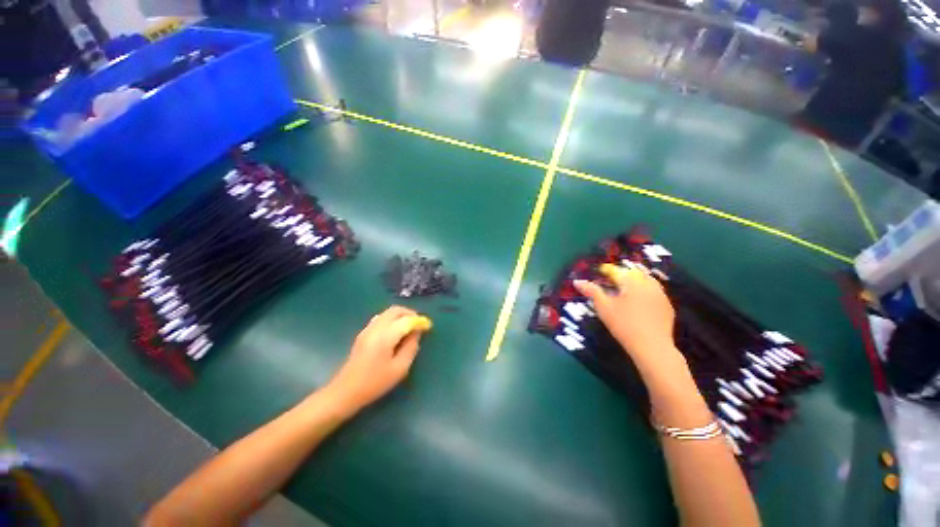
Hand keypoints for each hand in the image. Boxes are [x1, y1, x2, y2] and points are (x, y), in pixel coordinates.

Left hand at [325, 306, 431, 415]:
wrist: (345, 391)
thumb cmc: (375, 383)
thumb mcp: (400, 368)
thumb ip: (411, 347)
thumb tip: (416, 333)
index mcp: (385, 336)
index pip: (406, 320)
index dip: (419, 321)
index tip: (428, 326)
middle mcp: (376, 328)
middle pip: (395, 310)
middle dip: (410, 313)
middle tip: (419, 323)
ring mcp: (367, 329)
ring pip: (387, 312)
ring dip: (400, 315)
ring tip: (409, 326)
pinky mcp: (363, 333)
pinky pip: (381, 318)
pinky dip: (392, 319)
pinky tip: (396, 331)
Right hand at [573, 263, 679, 370]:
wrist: (652, 346)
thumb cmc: (623, 324)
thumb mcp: (603, 307)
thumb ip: (591, 291)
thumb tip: (577, 281)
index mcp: (632, 282)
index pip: (617, 271)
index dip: (607, 271)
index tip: (600, 273)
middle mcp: (649, 284)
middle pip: (634, 274)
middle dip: (622, 276)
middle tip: (612, 283)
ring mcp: (661, 295)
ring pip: (647, 282)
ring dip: (635, 283)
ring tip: (625, 292)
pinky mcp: (668, 307)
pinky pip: (655, 294)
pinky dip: (646, 294)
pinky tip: (640, 305)